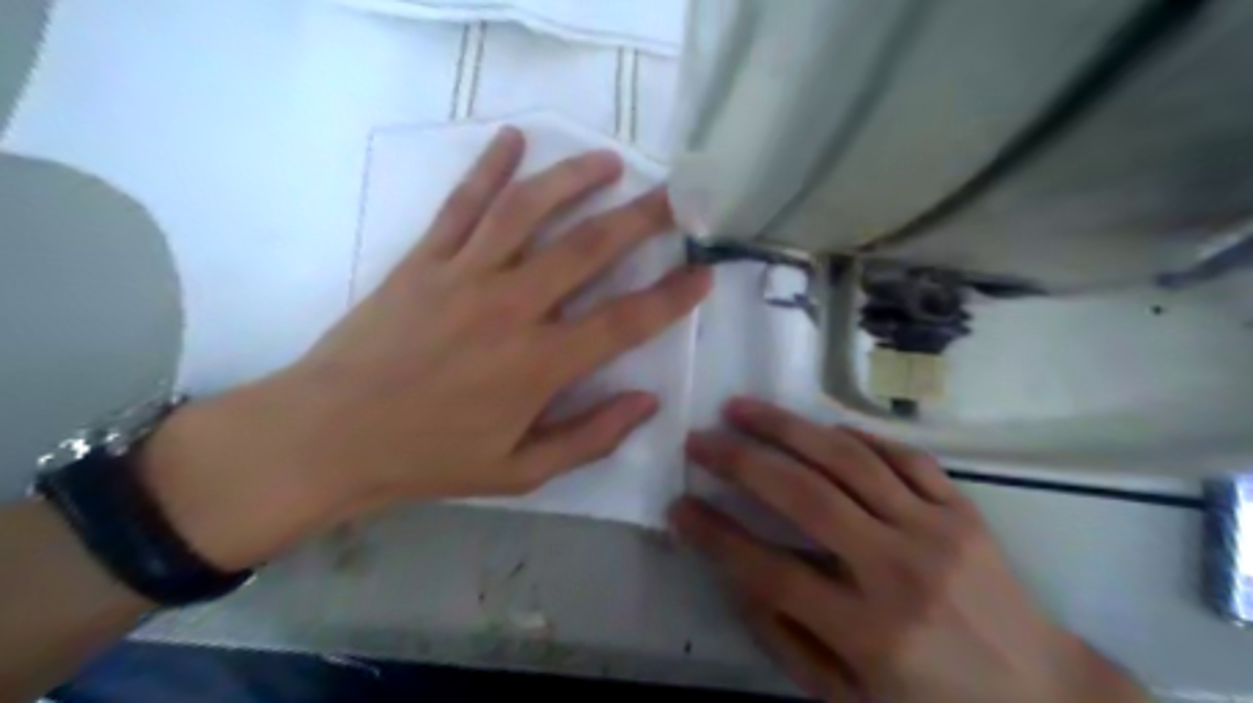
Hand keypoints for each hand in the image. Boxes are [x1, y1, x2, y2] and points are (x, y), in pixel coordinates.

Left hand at [141, 125, 707, 570]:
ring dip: (574, 180)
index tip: (704, 274)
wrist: (327, 435)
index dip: (672, 297)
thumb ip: (591, 438)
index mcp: (538, 365)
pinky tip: (514, 139)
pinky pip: (462, 204)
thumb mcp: (520, 472)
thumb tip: (648, 402)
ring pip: (528, 211)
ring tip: (610, 161)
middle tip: (676, 197)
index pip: (625, 321)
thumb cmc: (429, 458)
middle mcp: (509, 308)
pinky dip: (489, 168)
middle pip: (588, 249)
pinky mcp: (423, 260)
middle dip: (640, 219)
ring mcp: (463, 275)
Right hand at [669, 398, 1149, 699]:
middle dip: (740, 462)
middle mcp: (901, 572)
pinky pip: (902, 457)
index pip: (771, 571)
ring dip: (785, 427)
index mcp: (871, 634)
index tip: (678, 507)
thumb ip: (787, 639)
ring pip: (847, 461)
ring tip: (741, 408)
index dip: (716, 536)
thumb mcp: (851, 698)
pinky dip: (855, 436)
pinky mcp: (962, 509)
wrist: (1047, 696)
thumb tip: (737, 575)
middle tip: (699, 439)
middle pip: (805, 498)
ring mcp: (936, 531)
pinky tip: (820, 428)